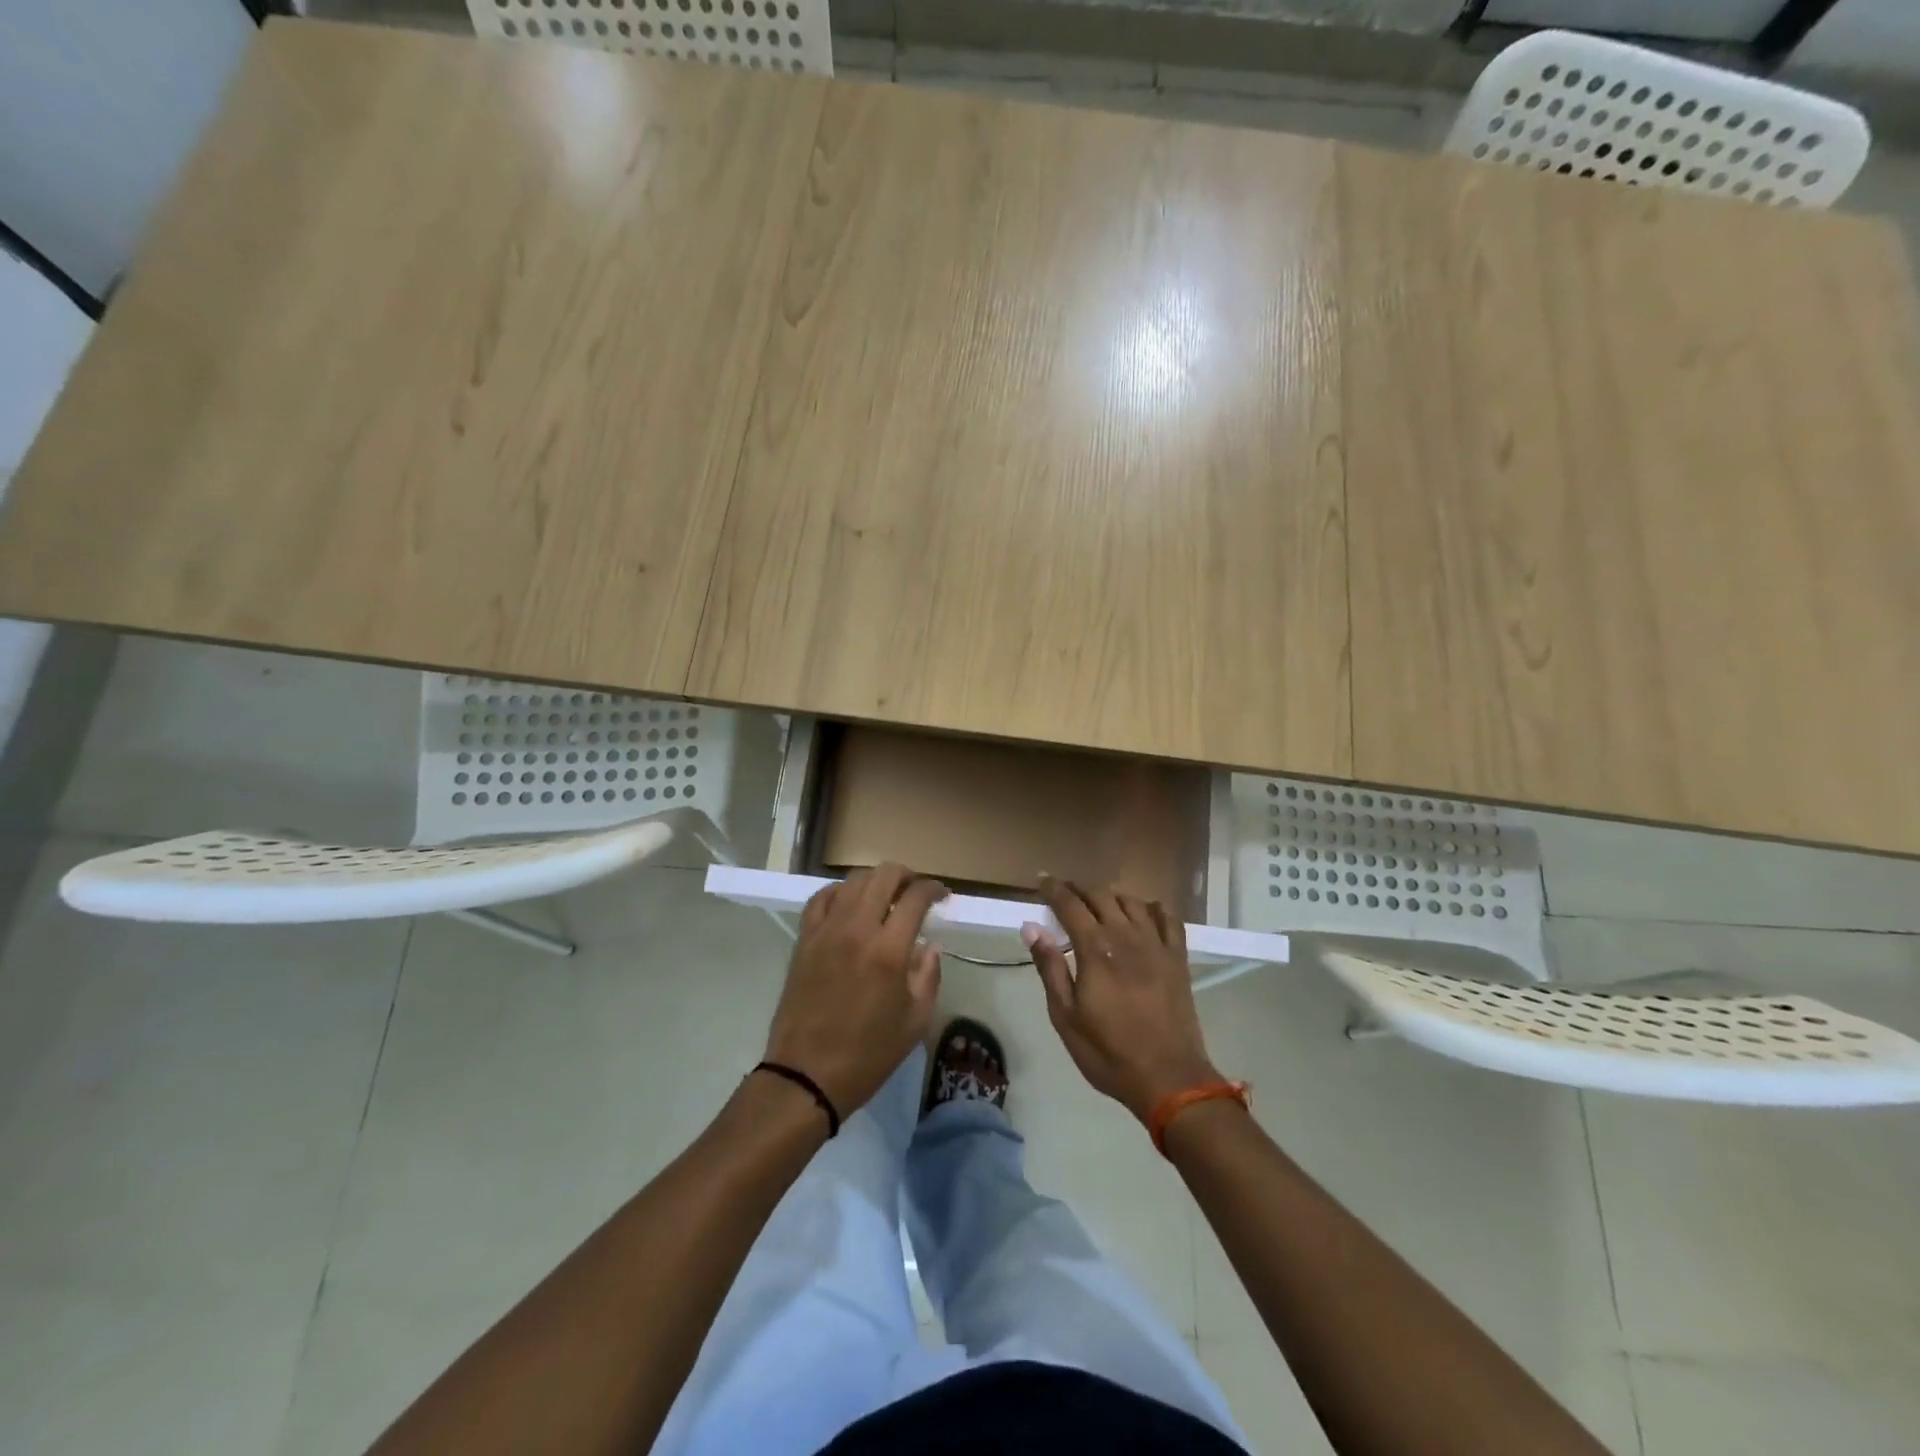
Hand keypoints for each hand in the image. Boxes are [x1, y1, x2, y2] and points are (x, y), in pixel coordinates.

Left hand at [763, 863, 947, 1117]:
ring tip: (887, 896)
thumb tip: (930, 945)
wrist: (806, 1075)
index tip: (942, 896)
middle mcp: (857, 929)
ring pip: (853, 881)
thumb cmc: (868, 1054)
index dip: (934, 888)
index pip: (915, 897)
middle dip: (907, 875)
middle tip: (917, 890)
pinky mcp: (805, 939)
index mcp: (889, 950)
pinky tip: (850, 903)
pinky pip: (822, 898)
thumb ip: (928, 975)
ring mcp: (826, 930)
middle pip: (884, 876)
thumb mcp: (915, 1021)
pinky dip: (841, 892)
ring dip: (876, 881)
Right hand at [1025, 878, 1222, 1123]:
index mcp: (1096, 948)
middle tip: (1064, 891)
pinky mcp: (1177, 958)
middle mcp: (1126, 935)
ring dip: (1111, 895)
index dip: (1054, 889)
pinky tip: (1144, 912)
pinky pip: (1168, 918)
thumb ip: (1050, 967)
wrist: (1169, 1078)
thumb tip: (1031, 927)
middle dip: (1079, 888)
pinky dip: (1152, 908)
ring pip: (1132, 901)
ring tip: (1098, 901)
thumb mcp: (1065, 1016)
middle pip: (1101, 895)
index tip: (1042, 880)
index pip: (1070, 904)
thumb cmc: (1108, 1052)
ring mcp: (1156, 944)